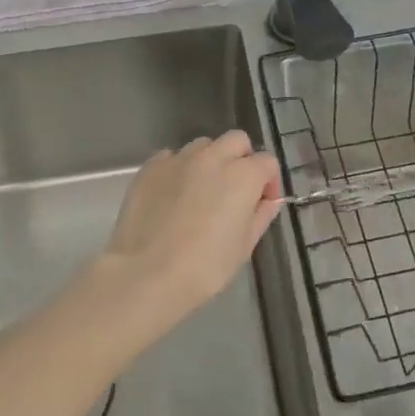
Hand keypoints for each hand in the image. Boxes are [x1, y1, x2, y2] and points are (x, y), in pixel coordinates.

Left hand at [79, 131, 281, 350]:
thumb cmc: (204, 267)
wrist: (145, 274)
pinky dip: (178, 169)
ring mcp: (178, 159)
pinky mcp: (150, 167)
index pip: (267, 162)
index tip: (261, 204)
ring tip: (201, 191)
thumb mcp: (243, 247)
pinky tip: (172, 195)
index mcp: (242, 176)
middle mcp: (212, 157)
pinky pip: (171, 157)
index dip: (269, 182)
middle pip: (236, 141)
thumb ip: (260, 217)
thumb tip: (268, 202)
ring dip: (209, 161)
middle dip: (242, 159)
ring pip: (203, 145)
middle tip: (235, 190)